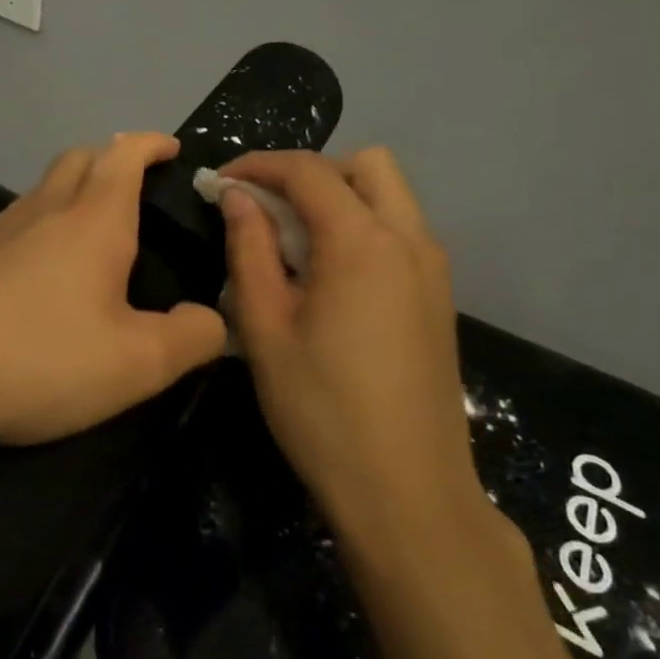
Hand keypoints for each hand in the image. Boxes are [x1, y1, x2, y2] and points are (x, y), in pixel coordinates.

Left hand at [0, 133, 226, 447]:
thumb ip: (191, 338)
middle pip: (77, 159)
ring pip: (39, 192)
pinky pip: (7, 229)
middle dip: (109, 158)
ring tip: (87, 234)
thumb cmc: (38, 357)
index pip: (125, 154)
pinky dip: (32, 233)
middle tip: (132, 185)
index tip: (171, 148)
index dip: (151, 144)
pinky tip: (30, 279)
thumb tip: (213, 321)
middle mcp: (41, 211)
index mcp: (92, 221)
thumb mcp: (136, 364)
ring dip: (68, 193)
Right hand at [219, 148, 482, 537]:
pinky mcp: (439, 297)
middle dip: (310, 173)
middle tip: (267, 210)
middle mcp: (410, 240)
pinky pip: (401, 232)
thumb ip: (249, 250)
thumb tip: (237, 197)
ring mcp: (434, 269)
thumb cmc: (322, 411)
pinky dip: (363, 227)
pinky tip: (330, 278)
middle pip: (366, 165)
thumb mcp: (266, 328)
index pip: (309, 171)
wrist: (407, 493)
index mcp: (363, 243)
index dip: (258, 165)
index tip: (219, 183)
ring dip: (340, 198)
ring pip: (389, 196)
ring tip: (294, 244)